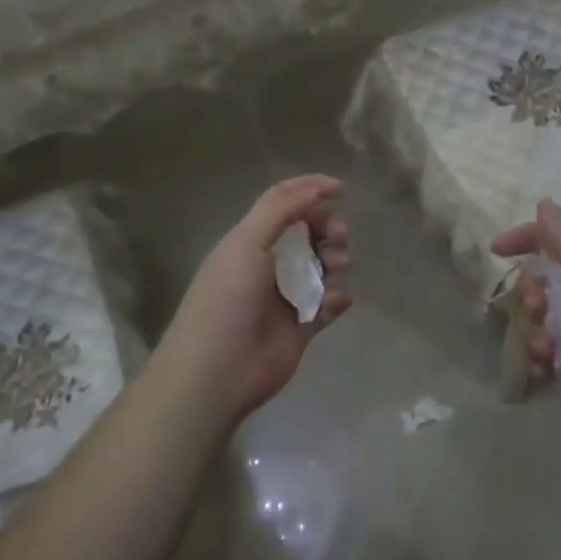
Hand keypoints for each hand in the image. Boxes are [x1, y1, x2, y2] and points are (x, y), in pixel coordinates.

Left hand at [153, 175, 352, 420]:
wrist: (218, 370)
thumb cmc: (228, 299)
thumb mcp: (247, 243)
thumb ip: (281, 210)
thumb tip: (317, 189)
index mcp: (250, 240)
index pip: (283, 203)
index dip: (310, 190)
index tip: (341, 189)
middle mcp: (268, 264)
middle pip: (308, 233)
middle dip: (328, 227)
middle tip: (338, 235)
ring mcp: (285, 296)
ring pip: (322, 267)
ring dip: (335, 260)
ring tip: (336, 267)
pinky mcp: (301, 327)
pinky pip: (328, 305)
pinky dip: (337, 299)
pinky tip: (333, 302)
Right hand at [492, 199, 560, 473]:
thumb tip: (545, 203)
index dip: (530, 238)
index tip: (496, 250)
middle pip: (549, 282)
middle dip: (533, 295)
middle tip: (537, 310)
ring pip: (545, 321)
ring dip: (535, 333)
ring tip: (545, 353)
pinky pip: (549, 355)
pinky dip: (541, 362)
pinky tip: (544, 375)